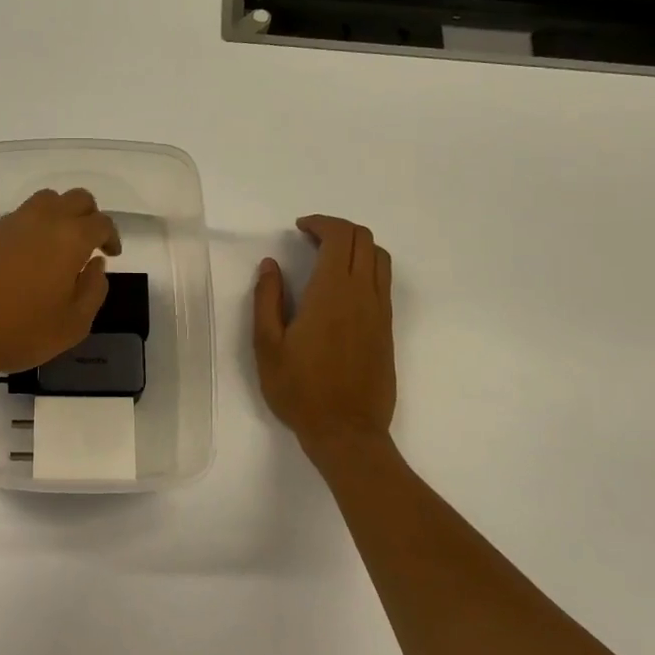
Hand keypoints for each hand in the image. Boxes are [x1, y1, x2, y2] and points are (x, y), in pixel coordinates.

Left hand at [0, 188, 119, 379]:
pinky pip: (17, 218)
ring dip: (58, 216)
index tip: (110, 255)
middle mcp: (41, 220)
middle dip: (89, 216)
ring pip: (44, 201)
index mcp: (69, 238)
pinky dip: (30, 229)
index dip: (111, 236)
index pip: (101, 222)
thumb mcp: (71, 325)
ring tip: (56, 248)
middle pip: (75, 198)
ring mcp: (8, 223)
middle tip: (89, 244)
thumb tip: (96, 266)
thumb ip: (93, 292)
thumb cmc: (17, 331)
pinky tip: (24, 260)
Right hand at [253, 215, 396, 469]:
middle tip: (310, 239)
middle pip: (364, 239)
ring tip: (328, 258)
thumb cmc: (300, 389)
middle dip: (338, 229)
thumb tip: (271, 265)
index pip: (340, 236)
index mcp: (332, 292)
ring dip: (356, 246)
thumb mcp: (267, 345)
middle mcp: (363, 294)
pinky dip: (366, 267)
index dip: (321, 223)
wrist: (347, 432)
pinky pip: (383, 281)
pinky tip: (341, 287)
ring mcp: (380, 311)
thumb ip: (267, 298)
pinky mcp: (387, 329)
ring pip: (379, 258)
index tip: (299, 228)